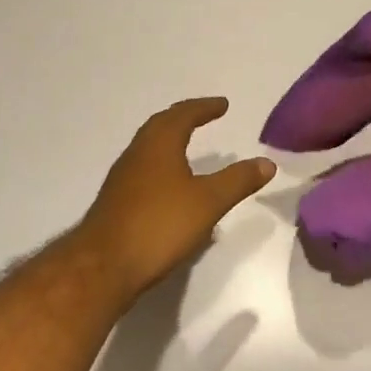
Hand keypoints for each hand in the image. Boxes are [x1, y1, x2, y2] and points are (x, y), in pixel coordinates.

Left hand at [76, 98, 275, 297]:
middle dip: (184, 118)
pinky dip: (161, 166)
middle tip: (203, 116)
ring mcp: (123, 178)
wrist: (104, 264)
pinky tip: (172, 188)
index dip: (204, 108)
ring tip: (189, 147)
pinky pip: (143, 171)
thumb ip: (237, 181)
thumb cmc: (159, 224)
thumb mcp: (208, 202)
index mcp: (159, 145)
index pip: (183, 115)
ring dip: (170, 141)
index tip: (222, 105)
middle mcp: (137, 154)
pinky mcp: (117, 201)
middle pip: (161, 126)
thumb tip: (266, 162)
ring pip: (149, 149)